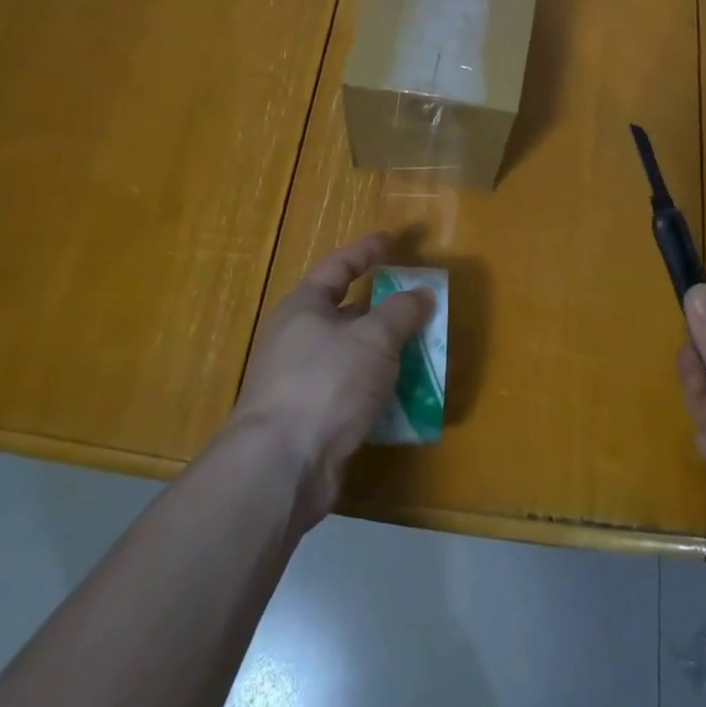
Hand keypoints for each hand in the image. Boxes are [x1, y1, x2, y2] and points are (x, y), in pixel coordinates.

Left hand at [229, 233, 433, 527]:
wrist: (281, 465)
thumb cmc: (326, 382)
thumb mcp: (373, 339)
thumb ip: (401, 312)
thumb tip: (421, 294)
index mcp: (304, 307)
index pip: (338, 266)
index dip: (366, 251)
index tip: (390, 241)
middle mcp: (297, 339)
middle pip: (347, 314)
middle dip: (384, 311)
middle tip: (419, 307)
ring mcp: (301, 381)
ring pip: (353, 357)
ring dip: (386, 356)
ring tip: (423, 355)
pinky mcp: (310, 419)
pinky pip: (352, 394)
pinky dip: (378, 392)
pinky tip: (406, 400)